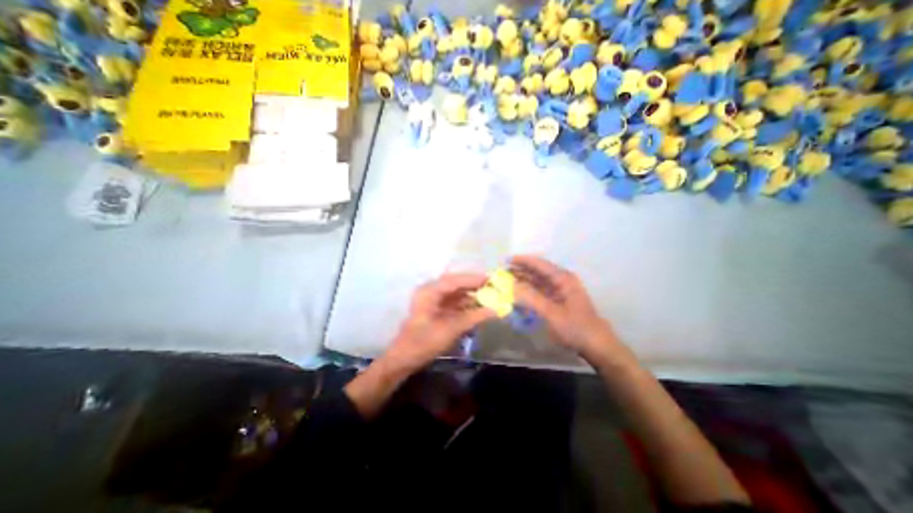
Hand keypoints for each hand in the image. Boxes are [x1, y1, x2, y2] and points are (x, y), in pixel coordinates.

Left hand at [384, 272, 497, 373]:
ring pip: (455, 293)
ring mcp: (432, 301)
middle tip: (493, 287)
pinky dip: (465, 305)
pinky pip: (453, 303)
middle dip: (474, 286)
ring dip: (471, 296)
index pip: (455, 280)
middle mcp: (431, 291)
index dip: (474, 279)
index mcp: (430, 291)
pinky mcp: (435, 310)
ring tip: (489, 297)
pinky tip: (478, 308)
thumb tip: (496, 310)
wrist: (405, 358)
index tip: (491, 280)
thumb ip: (474, 317)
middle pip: (456, 284)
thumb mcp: (451, 329)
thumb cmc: (425, 342)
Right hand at [510, 255, 632, 362]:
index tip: (507, 260)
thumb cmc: (575, 328)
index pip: (539, 264)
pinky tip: (518, 294)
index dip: (523, 261)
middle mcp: (561, 281)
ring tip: (507, 281)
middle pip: (537, 271)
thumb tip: (512, 286)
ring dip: (523, 280)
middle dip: (520, 270)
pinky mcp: (557, 301)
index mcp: (562, 279)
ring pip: (537, 281)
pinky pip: (540, 291)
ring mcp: (560, 291)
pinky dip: (528, 291)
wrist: (596, 345)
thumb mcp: (552, 314)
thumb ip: (531, 299)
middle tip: (502, 272)